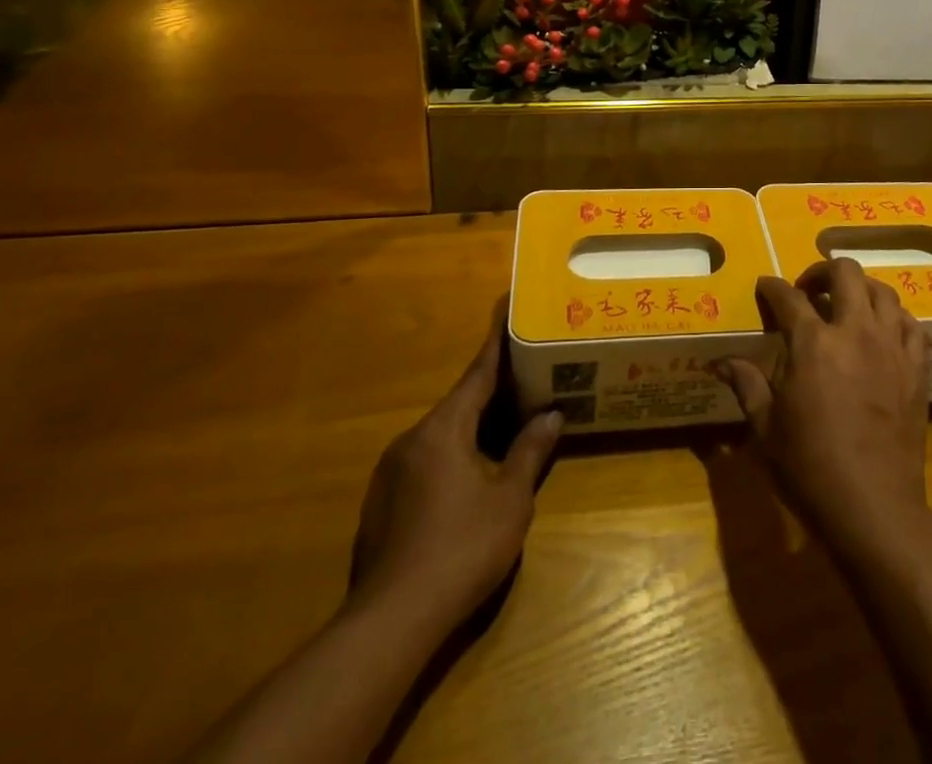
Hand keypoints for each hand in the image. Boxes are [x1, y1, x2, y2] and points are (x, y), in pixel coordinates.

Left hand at [348, 302, 561, 637]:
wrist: (390, 622)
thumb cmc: (461, 548)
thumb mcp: (510, 500)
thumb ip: (530, 452)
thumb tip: (551, 416)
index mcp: (443, 429)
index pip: (477, 374)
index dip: (497, 343)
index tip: (506, 308)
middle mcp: (412, 439)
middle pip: (459, 404)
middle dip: (492, 393)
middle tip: (525, 379)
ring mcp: (390, 473)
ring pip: (441, 436)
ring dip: (473, 430)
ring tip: (505, 430)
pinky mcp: (380, 505)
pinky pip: (425, 463)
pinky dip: (452, 458)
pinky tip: (471, 482)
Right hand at [714, 259, 930, 559]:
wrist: (874, 508)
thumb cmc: (810, 468)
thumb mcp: (767, 429)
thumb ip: (747, 385)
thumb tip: (721, 362)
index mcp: (813, 343)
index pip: (788, 297)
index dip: (772, 287)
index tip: (764, 287)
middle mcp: (855, 332)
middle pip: (844, 273)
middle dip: (821, 270)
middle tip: (808, 290)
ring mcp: (891, 347)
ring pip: (882, 291)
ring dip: (860, 289)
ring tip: (846, 304)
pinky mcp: (916, 368)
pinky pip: (910, 324)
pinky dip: (894, 316)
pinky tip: (882, 329)